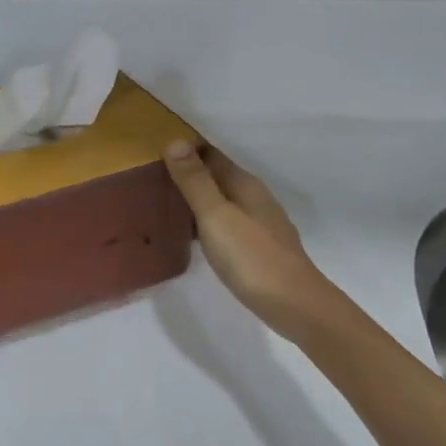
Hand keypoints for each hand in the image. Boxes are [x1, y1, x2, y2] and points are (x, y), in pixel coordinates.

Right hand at [163, 142, 332, 339]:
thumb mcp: (216, 216)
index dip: (188, 150)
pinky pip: (227, 224)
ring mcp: (260, 225)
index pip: (213, 156)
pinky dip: (208, 221)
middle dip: (191, 174)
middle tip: (152, 177)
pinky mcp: (258, 249)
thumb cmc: (251, 257)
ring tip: (166, 203)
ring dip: (199, 199)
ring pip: (224, 201)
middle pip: (219, 178)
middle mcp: (256, 199)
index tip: (156, 150)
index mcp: (245, 186)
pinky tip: (194, 235)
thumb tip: (176, 141)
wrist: (293, 304)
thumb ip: (195, 182)